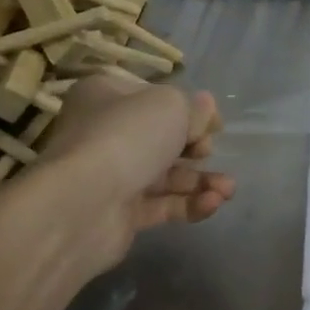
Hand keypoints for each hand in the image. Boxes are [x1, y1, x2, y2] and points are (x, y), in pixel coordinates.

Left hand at [1, 70, 233, 274]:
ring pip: (166, 175)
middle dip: (196, 147)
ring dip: (201, 180)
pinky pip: (161, 205)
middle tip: (208, 151)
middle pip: (161, 137)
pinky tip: (213, 203)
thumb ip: (195, 108)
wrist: (82, 204)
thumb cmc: (127, 136)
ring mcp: (111, 175)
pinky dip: (189, 204)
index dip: (187, 109)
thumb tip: (205, 109)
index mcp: (106, 96)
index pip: (153, 97)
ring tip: (228, 189)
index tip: (214, 124)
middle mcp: (105, 133)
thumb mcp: (171, 105)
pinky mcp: (119, 214)